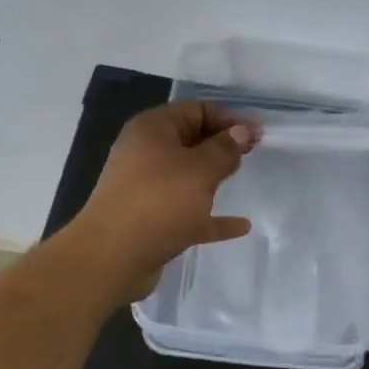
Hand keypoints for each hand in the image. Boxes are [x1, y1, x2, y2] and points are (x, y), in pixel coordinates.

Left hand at [72, 101, 261, 300]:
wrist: (112, 258)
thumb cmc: (159, 202)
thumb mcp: (200, 170)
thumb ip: (225, 149)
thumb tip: (242, 130)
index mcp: (153, 130)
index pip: (196, 110)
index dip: (228, 119)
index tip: (257, 135)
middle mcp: (146, 153)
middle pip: (191, 141)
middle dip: (221, 146)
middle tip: (253, 154)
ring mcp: (146, 188)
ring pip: (187, 176)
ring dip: (214, 178)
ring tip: (243, 179)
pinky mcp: (151, 220)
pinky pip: (188, 212)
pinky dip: (211, 216)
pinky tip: (240, 226)